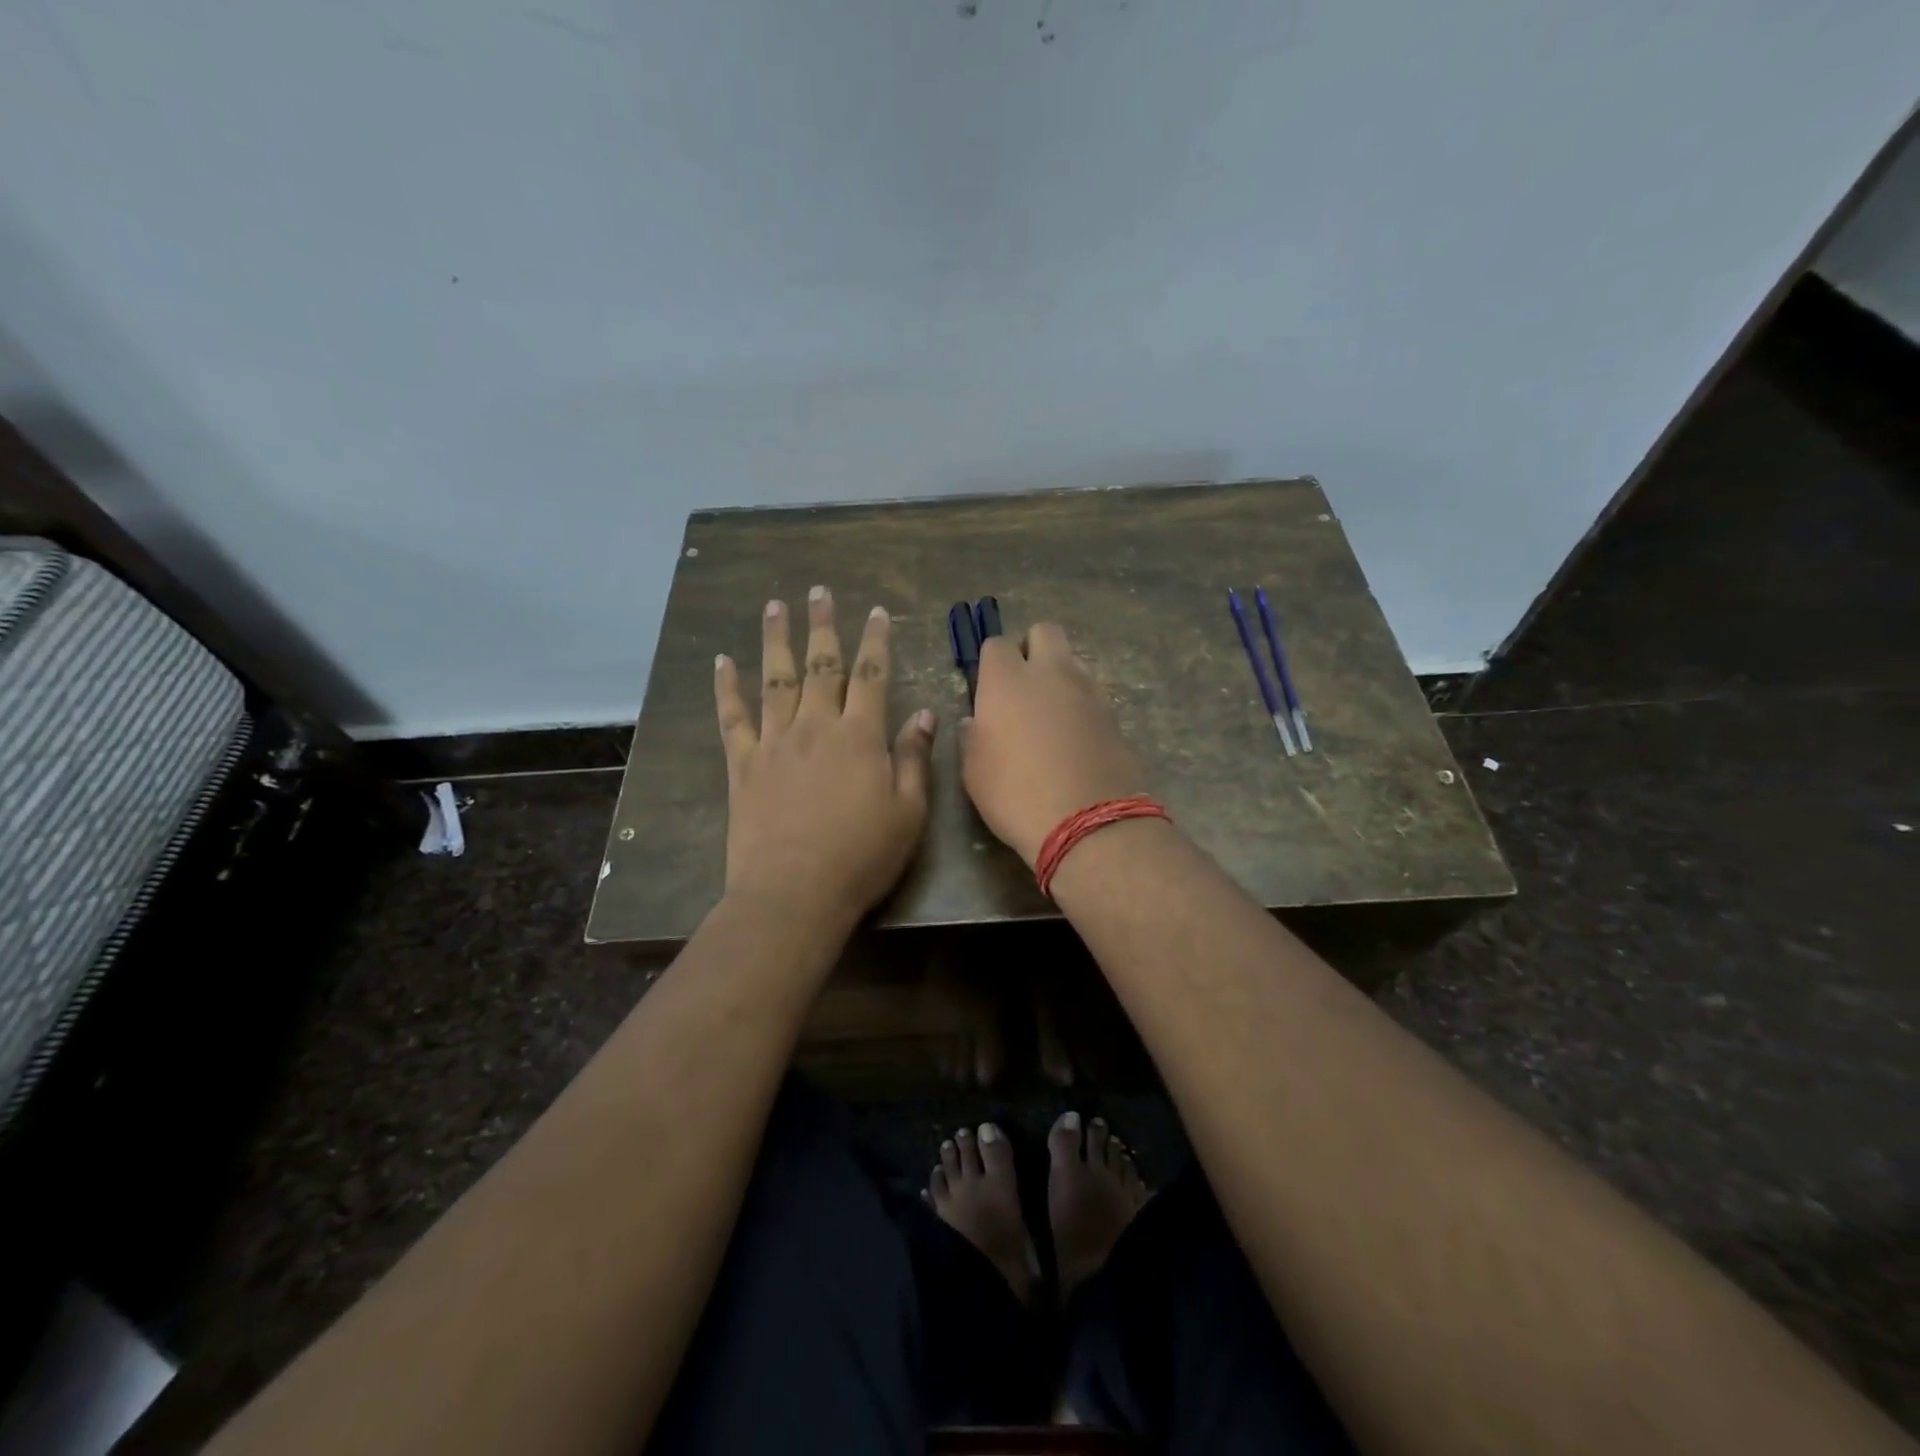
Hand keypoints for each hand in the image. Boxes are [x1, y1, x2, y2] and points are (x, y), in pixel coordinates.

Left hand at [715, 586, 934, 935]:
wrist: (794, 892)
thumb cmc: (862, 856)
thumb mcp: (908, 812)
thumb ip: (914, 759)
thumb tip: (924, 714)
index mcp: (860, 736)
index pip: (871, 675)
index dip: (876, 641)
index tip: (877, 613)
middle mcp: (816, 726)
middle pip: (820, 666)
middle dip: (822, 626)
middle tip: (819, 591)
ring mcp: (775, 742)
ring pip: (775, 679)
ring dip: (776, 639)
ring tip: (774, 606)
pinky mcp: (743, 764)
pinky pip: (733, 717)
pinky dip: (727, 688)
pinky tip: (722, 661)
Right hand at [960, 623, 1147, 867]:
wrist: (1088, 823)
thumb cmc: (1015, 795)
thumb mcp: (974, 771)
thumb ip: (971, 736)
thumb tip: (974, 721)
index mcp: (1007, 680)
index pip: (996, 644)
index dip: (990, 662)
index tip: (987, 689)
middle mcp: (1050, 673)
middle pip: (1044, 632)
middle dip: (1031, 648)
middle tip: (1022, 686)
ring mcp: (1088, 691)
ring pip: (1072, 662)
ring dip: (1059, 677)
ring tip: (1049, 717)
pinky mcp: (1114, 716)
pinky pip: (1092, 695)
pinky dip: (1080, 706)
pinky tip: (1073, 740)